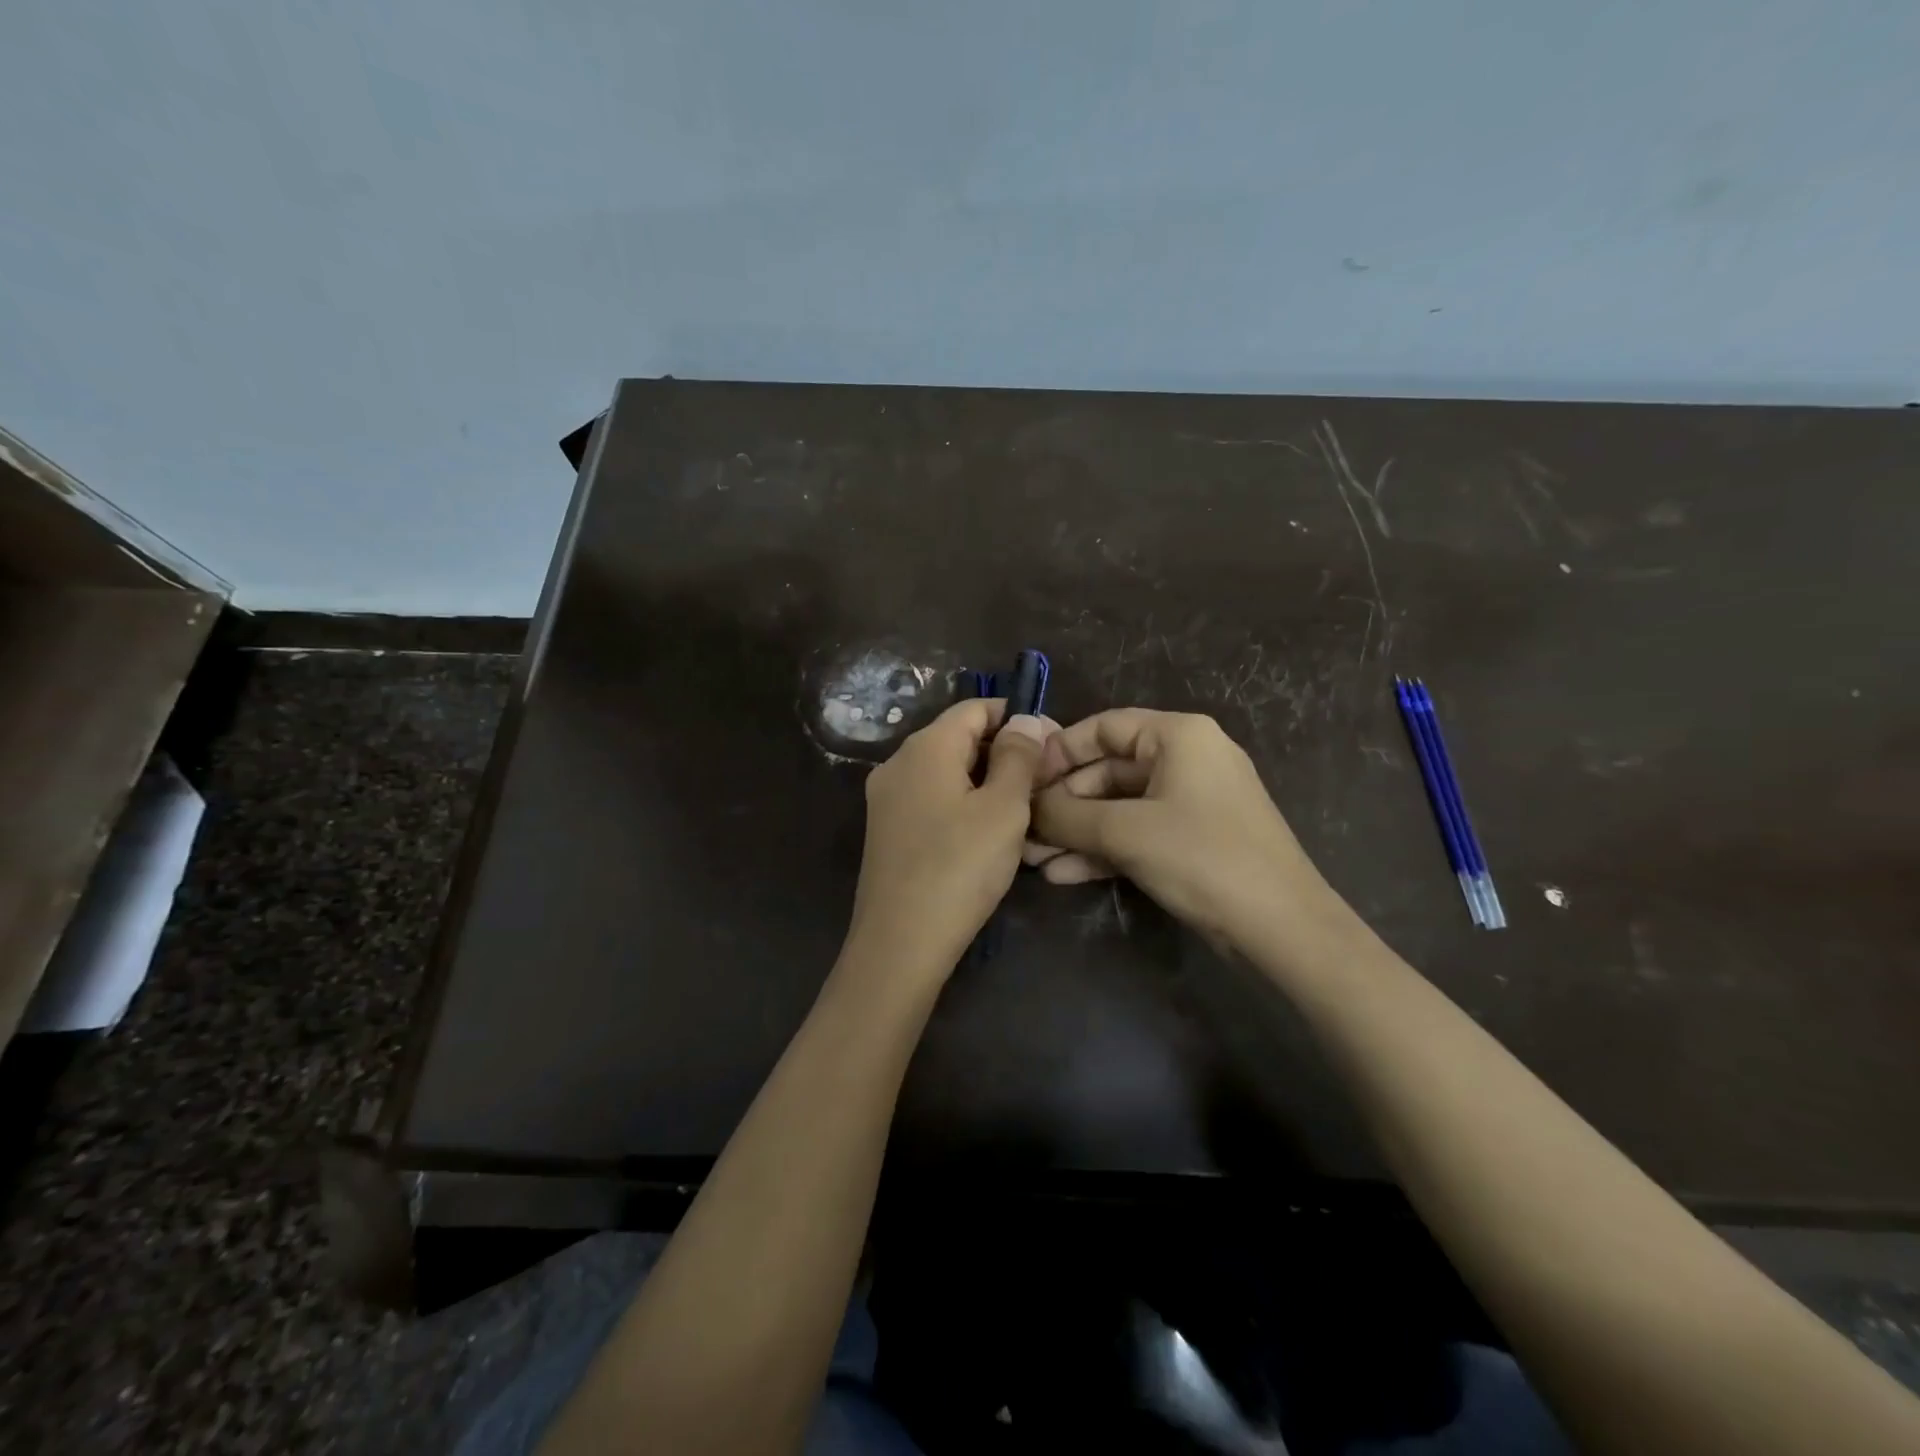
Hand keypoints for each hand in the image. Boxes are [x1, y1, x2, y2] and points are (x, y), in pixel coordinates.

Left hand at [843, 699, 1050, 984]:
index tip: (1053, 744)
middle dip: (1004, 752)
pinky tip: (989, 835)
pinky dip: (964, 805)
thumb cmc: (959, 868)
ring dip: (987, 782)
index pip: (976, 708)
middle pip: (959, 738)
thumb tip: (1024, 719)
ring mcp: (887, 799)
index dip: (1017, 717)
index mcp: (925, 747)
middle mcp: (898, 763)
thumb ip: (1017, 757)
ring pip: (947, 773)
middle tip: (1045, 782)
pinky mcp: (886, 831)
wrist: (900, 944)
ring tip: (1025, 810)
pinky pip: (932, 800)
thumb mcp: (1003, 809)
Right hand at [1028, 708, 1338, 945]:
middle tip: (1023, 830)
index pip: (1103, 727)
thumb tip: (1025, 808)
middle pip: (1107, 770)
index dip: (1058, 751)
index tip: (1022, 780)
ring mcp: (1191, 801)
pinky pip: (1137, 832)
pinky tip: (1064, 874)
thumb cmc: (1202, 858)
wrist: (1280, 927)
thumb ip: (1066, 815)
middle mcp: (1186, 758)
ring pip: (1118, 807)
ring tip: (1034, 859)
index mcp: (1178, 735)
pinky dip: (1103, 849)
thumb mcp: (1124, 832)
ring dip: (1076, 832)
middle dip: (1063, 804)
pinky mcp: (1192, 838)